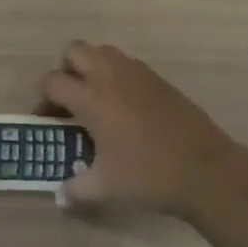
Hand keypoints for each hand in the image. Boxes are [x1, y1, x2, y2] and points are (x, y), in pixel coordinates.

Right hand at [40, 41, 247, 217]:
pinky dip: (115, 75)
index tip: (47, 119)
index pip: (53, 81)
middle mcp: (111, 75)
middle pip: (74, 51)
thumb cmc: (149, 176)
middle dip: (66, 71)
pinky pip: (125, 63)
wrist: (205, 169)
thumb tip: (60, 195)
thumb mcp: (106, 188)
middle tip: (70, 101)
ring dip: (91, 68)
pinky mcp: (157, 77)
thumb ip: (76, 189)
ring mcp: (136, 72)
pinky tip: (124, 107)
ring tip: (96, 101)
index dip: (43, 98)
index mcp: (92, 98)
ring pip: (102, 51)